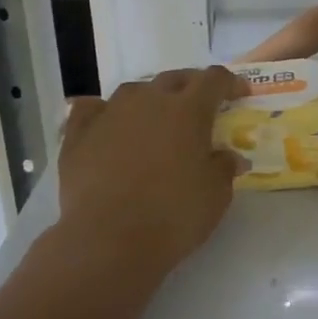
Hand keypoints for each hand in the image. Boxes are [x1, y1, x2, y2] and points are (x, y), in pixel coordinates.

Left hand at [51, 66, 246, 281]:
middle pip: (175, 79)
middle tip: (201, 106)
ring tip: (156, 119)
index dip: (230, 83)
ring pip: (134, 91)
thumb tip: (228, 157)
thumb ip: (224, 168)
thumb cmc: (174, 215)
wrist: (109, 240)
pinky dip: (104, 113)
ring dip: (150, 99)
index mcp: (189, 110)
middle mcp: (149, 101)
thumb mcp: (216, 195)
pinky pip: (92, 109)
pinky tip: (108, 126)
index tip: (239, 95)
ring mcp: (109, 114)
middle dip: (192, 87)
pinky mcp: (78, 135)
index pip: (214, 79)